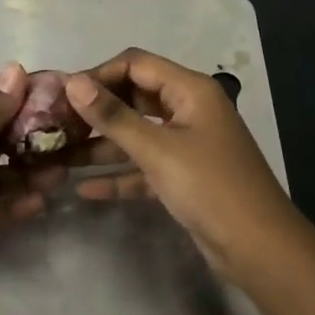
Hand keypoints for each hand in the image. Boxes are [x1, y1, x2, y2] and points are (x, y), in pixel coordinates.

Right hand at [56, 48, 300, 280]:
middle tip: (55, 126)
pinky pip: (144, 167)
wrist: (259, 249)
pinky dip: (119, 175)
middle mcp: (188, 109)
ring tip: (59, 156)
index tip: (62, 95)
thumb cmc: (210, 187)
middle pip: (134, 98)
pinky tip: (84, 189)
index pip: (136, 65)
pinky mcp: (184, 177)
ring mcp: (186, 144)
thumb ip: (113, 116)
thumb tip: (73, 81)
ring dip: (102, 145)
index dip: (99, 74)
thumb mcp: (157, 149)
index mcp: (190, 90)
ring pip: (136, 134)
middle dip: (96, 111)